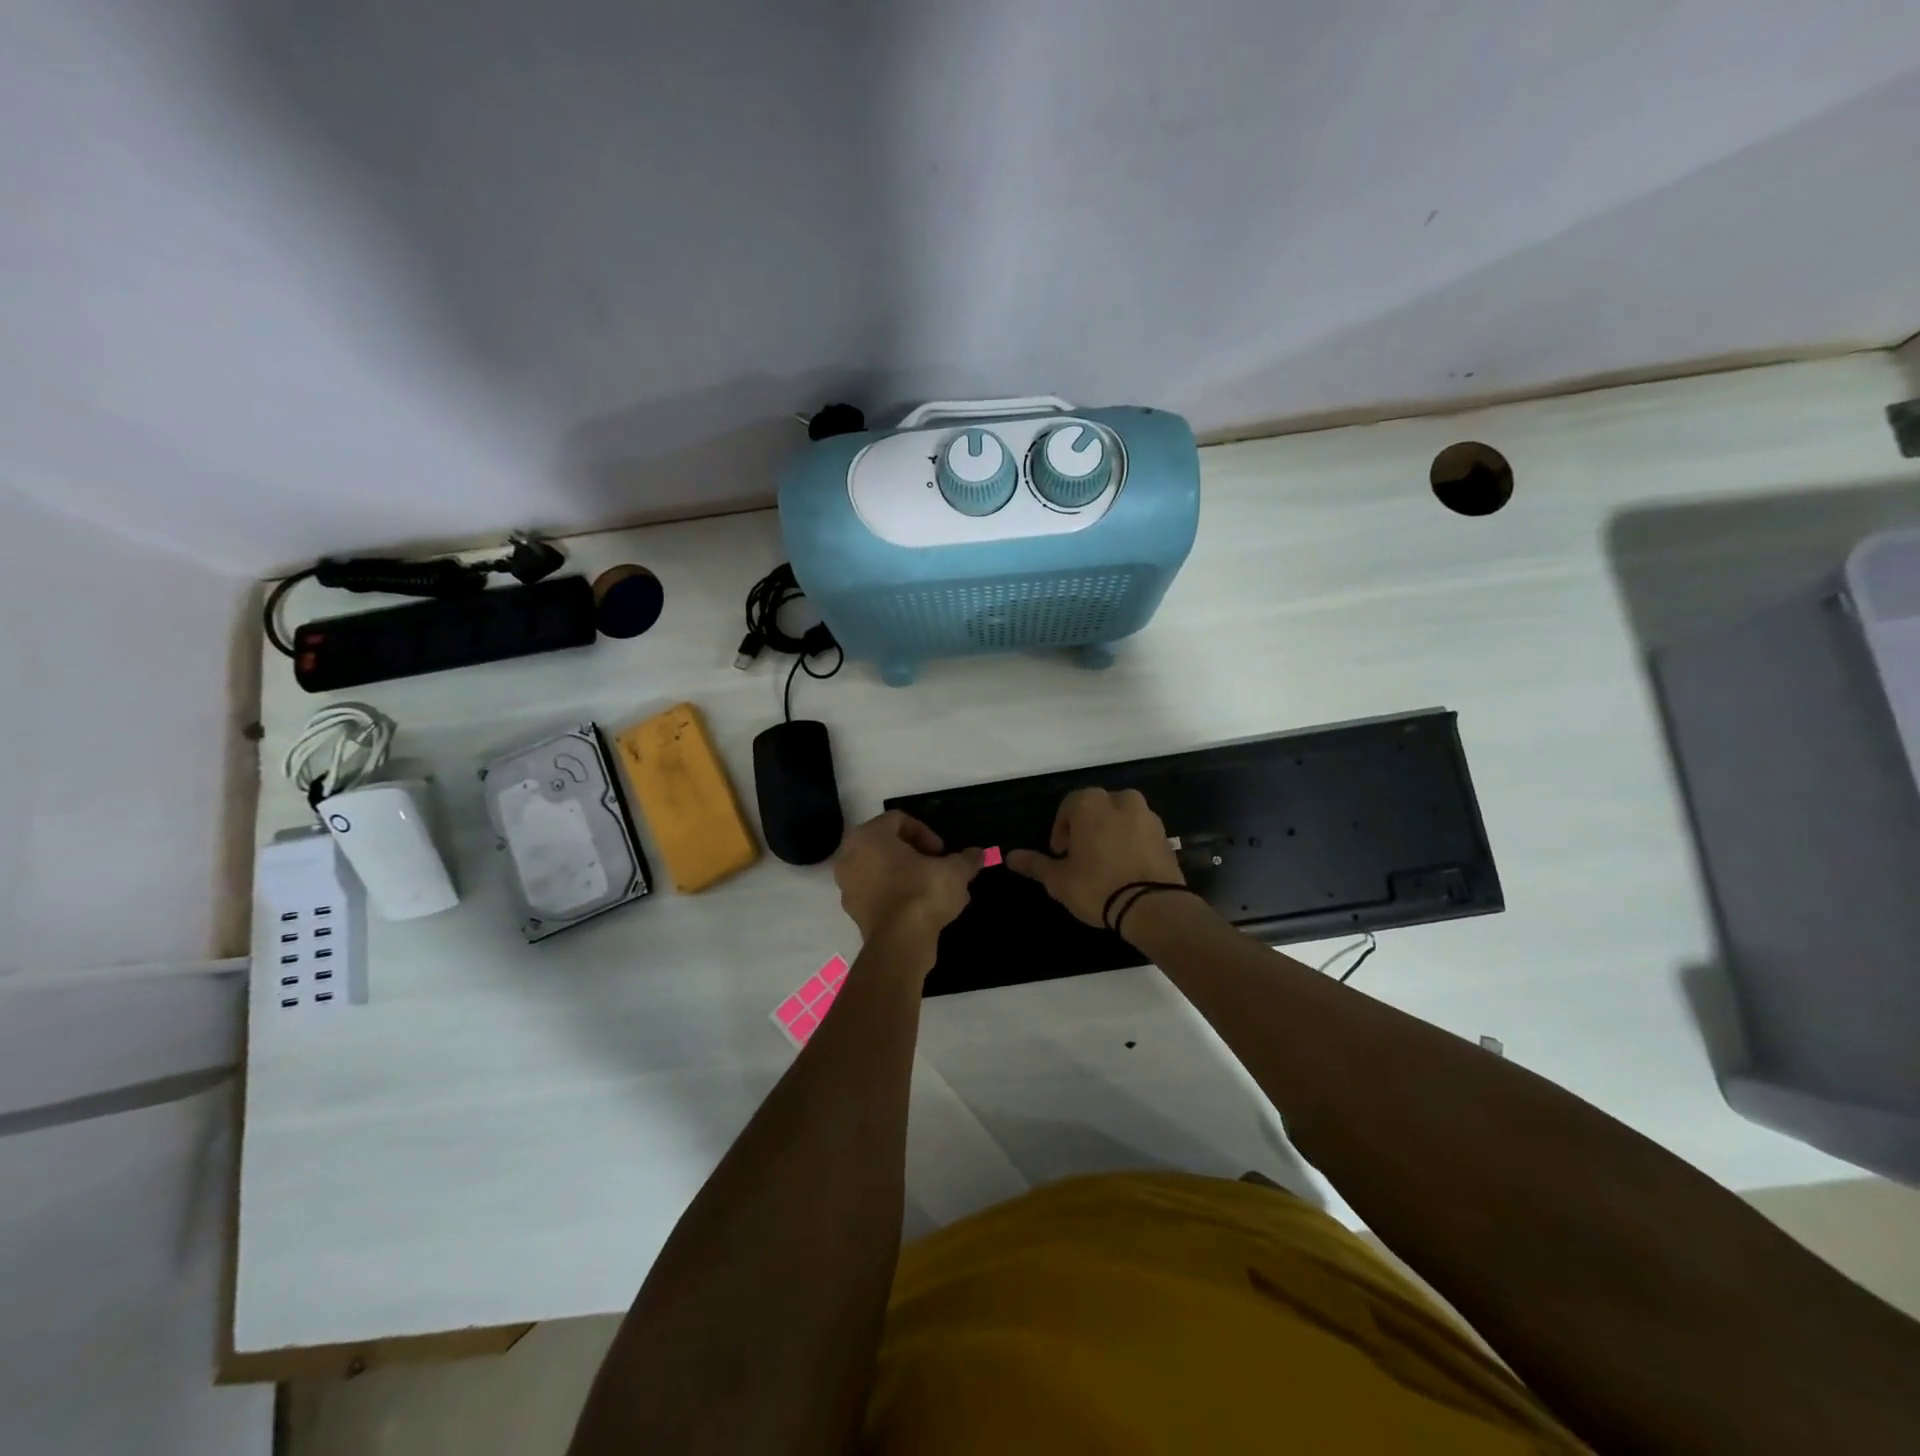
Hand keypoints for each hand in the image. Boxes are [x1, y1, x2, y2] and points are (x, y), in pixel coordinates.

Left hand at [833, 811, 981, 948]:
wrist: (900, 942)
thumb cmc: (923, 893)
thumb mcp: (954, 871)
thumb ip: (966, 859)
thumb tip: (978, 854)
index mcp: (869, 836)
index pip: (898, 820)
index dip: (925, 832)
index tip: (942, 852)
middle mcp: (850, 856)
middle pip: (886, 845)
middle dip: (915, 854)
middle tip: (937, 867)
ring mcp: (847, 885)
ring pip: (881, 870)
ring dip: (906, 875)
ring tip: (933, 890)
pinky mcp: (853, 911)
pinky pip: (876, 893)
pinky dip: (896, 895)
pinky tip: (921, 909)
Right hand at [1007, 787, 1183, 928]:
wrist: (1153, 907)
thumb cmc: (1097, 886)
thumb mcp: (1059, 879)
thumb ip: (1035, 864)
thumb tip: (1010, 857)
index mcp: (1091, 803)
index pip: (1068, 806)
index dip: (1061, 831)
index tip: (1061, 854)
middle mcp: (1121, 800)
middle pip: (1096, 809)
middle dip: (1086, 828)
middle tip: (1081, 858)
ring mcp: (1147, 816)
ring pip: (1120, 818)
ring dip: (1110, 834)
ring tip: (1105, 864)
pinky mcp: (1165, 835)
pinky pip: (1140, 833)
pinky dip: (1131, 843)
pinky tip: (1126, 868)